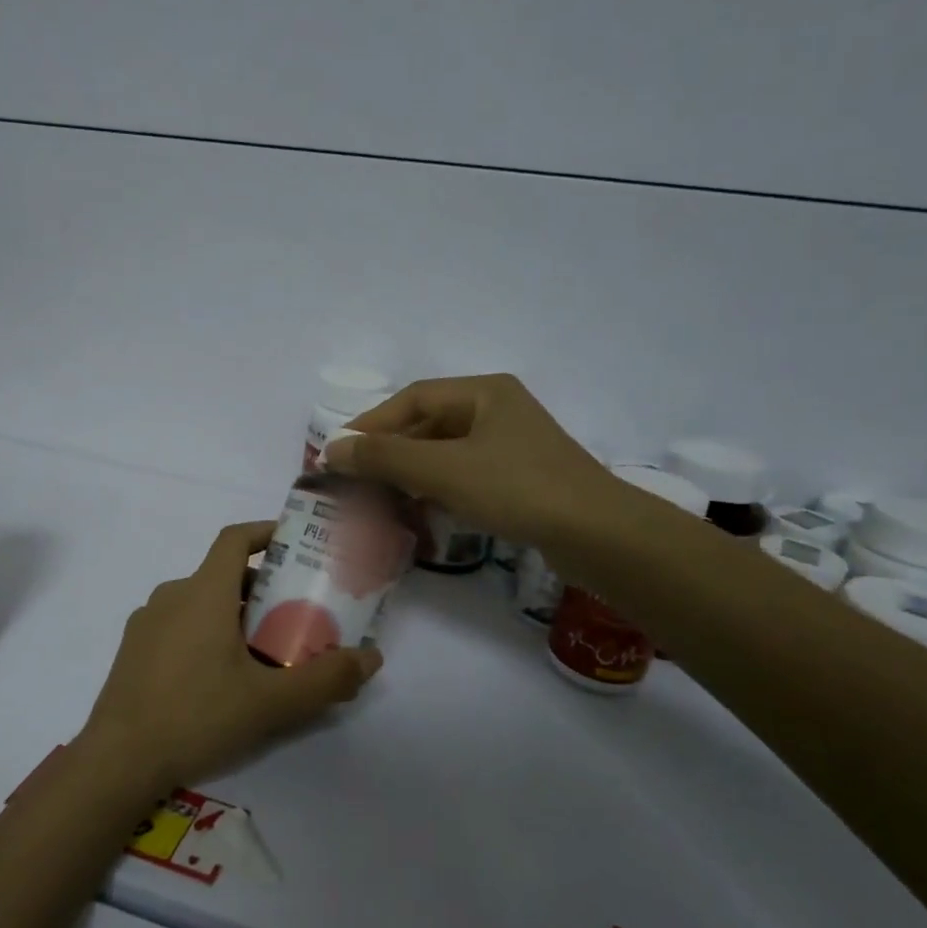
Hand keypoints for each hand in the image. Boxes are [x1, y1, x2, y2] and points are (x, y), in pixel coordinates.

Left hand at [78, 522, 381, 793]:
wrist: (117, 762)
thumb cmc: (197, 717)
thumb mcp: (271, 703)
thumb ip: (325, 679)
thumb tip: (372, 658)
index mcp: (202, 593)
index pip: (235, 539)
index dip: (266, 532)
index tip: (295, 544)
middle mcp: (171, 596)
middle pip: (223, 575)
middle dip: (262, 588)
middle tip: (294, 616)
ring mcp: (146, 623)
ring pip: (199, 602)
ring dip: (233, 614)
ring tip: (262, 652)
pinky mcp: (132, 651)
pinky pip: (177, 625)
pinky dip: (205, 632)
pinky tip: (218, 677)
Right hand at [327, 373, 615, 548]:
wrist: (596, 534)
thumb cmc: (517, 488)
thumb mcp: (443, 469)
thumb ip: (384, 457)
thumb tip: (330, 449)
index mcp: (484, 393)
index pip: (412, 400)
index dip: (371, 424)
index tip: (339, 452)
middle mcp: (498, 411)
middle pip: (428, 425)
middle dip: (390, 452)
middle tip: (356, 480)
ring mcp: (512, 446)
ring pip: (446, 453)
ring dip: (411, 473)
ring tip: (380, 498)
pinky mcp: (520, 479)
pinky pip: (465, 475)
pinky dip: (437, 489)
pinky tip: (421, 510)